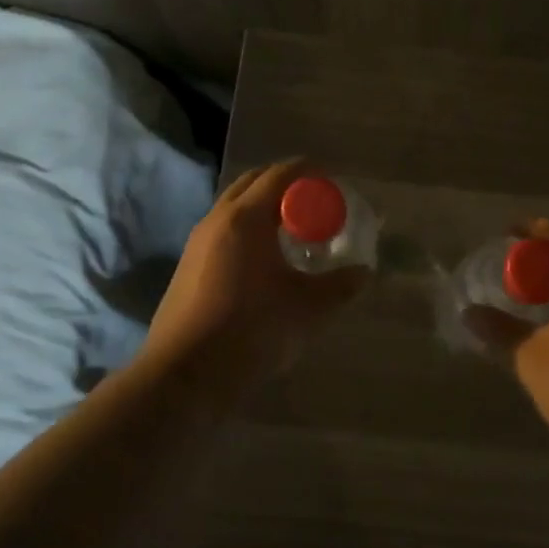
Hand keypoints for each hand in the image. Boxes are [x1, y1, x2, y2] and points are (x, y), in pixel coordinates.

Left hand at [143, 160, 366, 393]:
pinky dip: (248, 229)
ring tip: (293, 230)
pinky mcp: (188, 267)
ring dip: (264, 208)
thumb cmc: (251, 331)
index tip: (332, 179)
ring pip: (235, 207)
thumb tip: (363, 272)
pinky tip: (265, 260)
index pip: (280, 174)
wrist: (185, 376)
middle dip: (286, 184)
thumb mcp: (308, 309)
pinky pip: (224, 231)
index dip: (309, 171)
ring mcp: (197, 243)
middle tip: (315, 202)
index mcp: (246, 218)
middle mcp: (217, 220)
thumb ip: (340, 286)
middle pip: (254, 183)